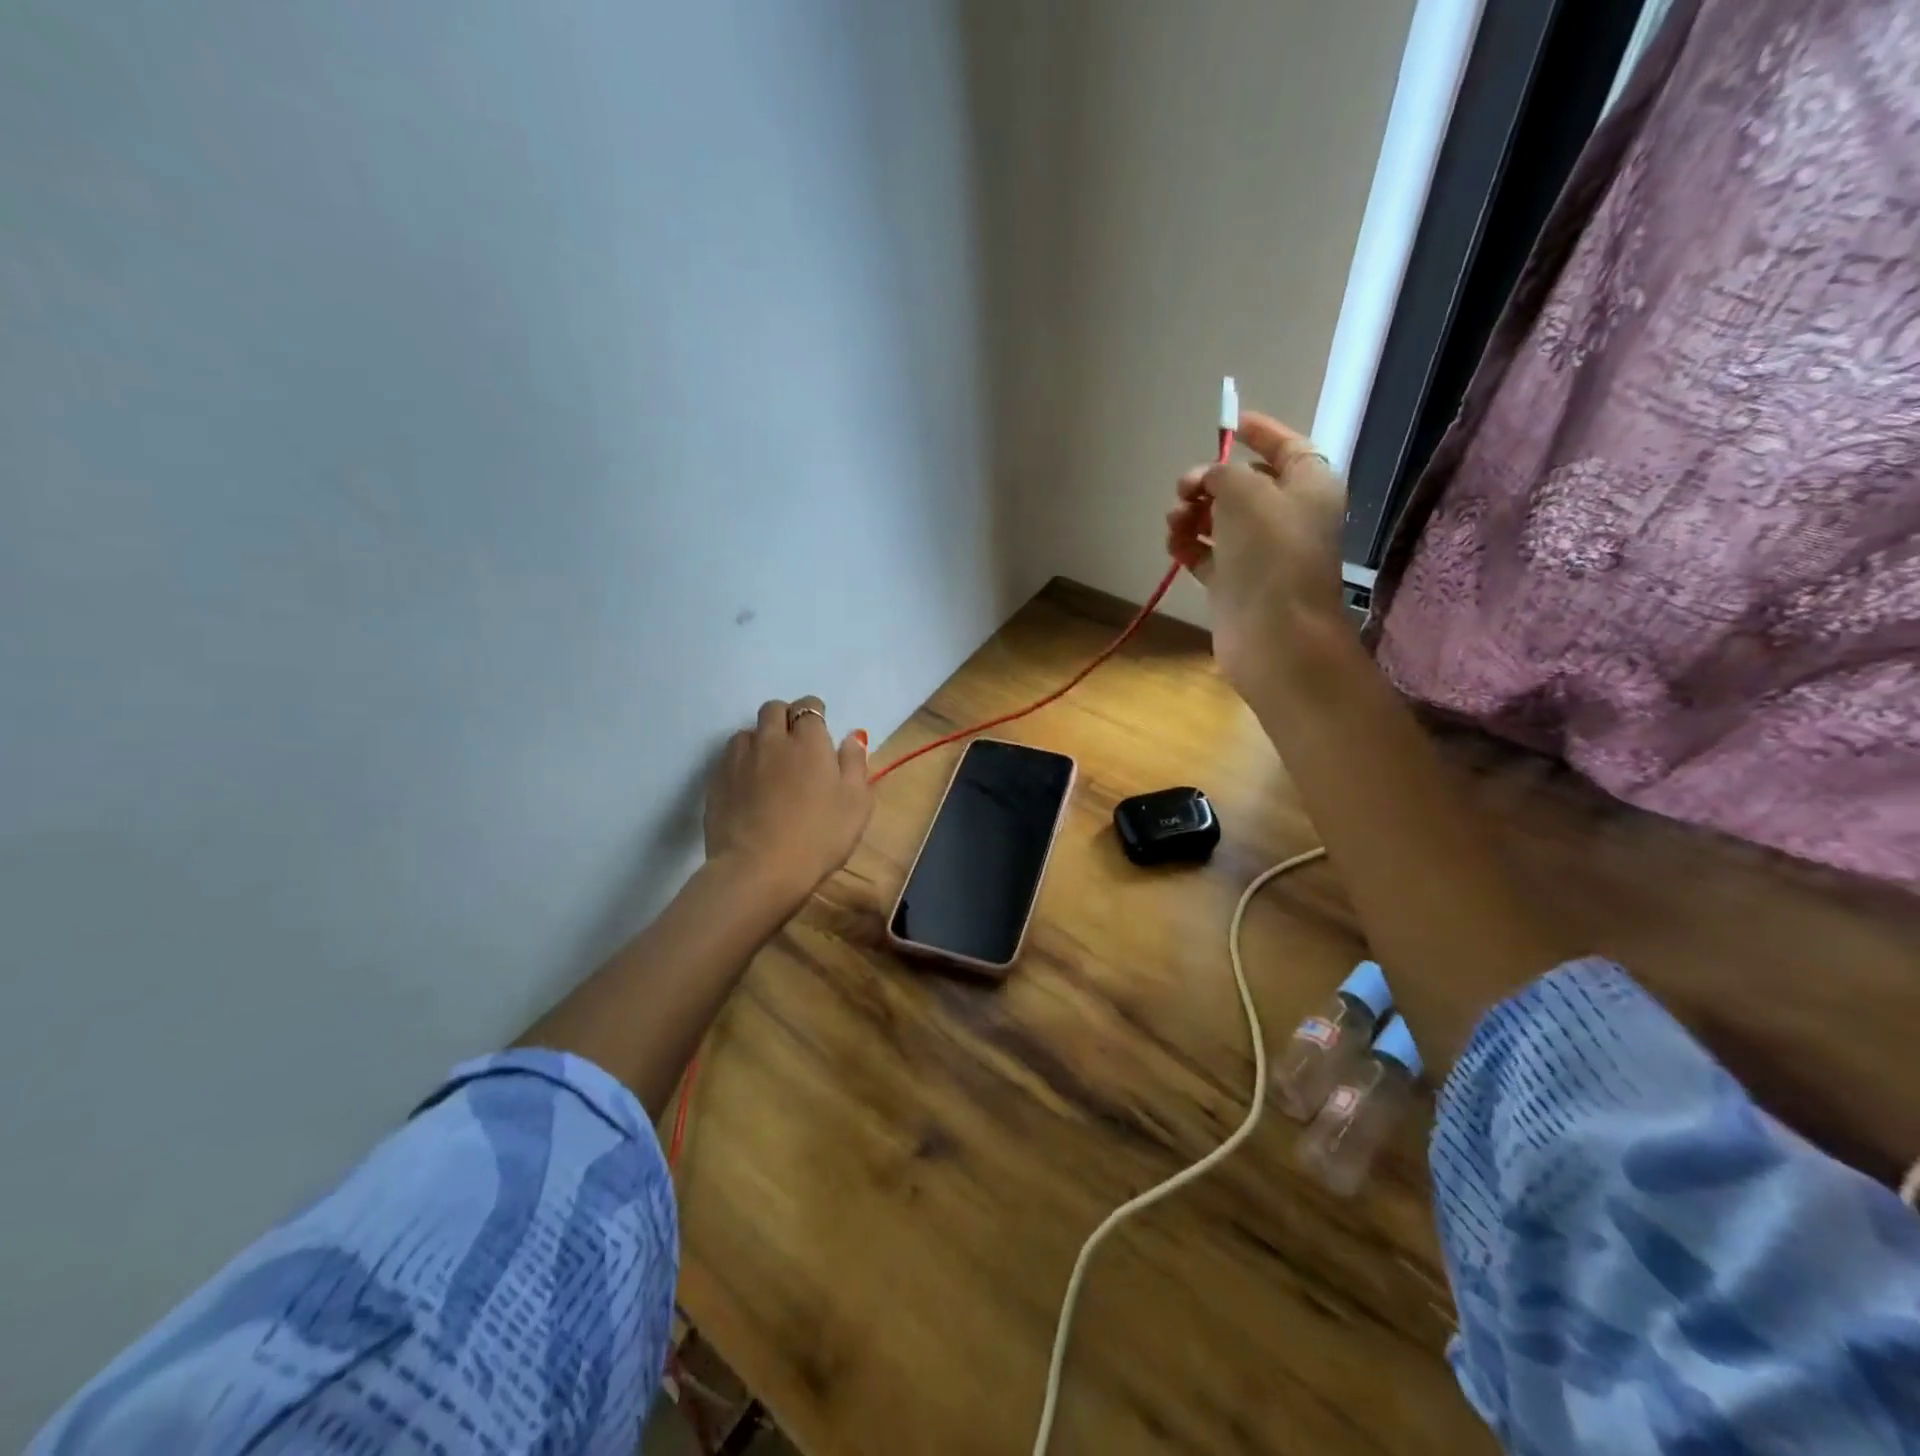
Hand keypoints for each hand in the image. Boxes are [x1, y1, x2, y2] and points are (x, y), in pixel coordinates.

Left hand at [704, 696, 872, 907]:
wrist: (758, 870)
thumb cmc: (818, 837)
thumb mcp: (856, 804)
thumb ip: (855, 765)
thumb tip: (852, 737)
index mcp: (809, 742)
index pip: (809, 706)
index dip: (816, 714)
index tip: (821, 732)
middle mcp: (771, 740)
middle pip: (773, 708)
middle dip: (785, 717)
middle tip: (796, 744)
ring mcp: (739, 760)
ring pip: (747, 732)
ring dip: (760, 739)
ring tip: (769, 765)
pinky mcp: (717, 781)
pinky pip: (729, 758)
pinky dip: (741, 762)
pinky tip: (748, 786)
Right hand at [1165, 410, 1348, 692]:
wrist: (1274, 633)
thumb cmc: (1270, 553)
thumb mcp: (1246, 492)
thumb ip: (1220, 472)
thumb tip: (1205, 480)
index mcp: (1309, 486)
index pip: (1287, 446)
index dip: (1260, 432)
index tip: (1228, 422)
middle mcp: (1288, 516)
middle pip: (1245, 485)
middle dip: (1210, 481)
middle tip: (1184, 489)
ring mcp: (1260, 553)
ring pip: (1220, 520)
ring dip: (1192, 513)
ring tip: (1175, 522)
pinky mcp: (1235, 583)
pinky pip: (1207, 553)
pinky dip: (1188, 545)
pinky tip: (1174, 545)